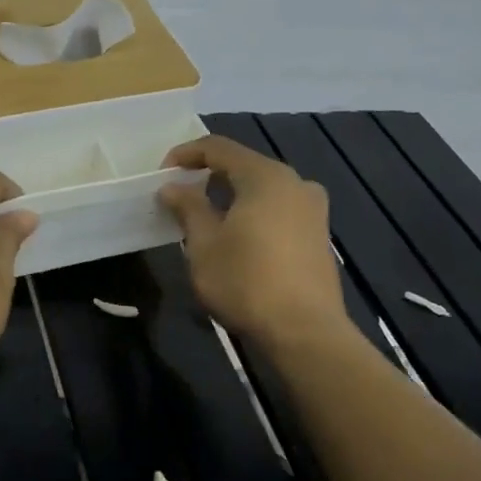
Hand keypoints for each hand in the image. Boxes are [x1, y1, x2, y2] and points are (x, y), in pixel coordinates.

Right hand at [158, 136, 347, 348]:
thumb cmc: (246, 281)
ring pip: (262, 189)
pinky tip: (236, 237)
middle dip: (208, 176)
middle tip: (180, 196)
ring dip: (231, 196)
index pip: (219, 148)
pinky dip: (252, 213)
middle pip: (244, 166)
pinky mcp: (318, 235)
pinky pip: (278, 209)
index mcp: (265, 176)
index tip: (162, 174)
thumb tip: (172, 186)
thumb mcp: (204, 244)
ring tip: (204, 218)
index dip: (186, 155)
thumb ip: (188, 207)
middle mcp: (295, 182)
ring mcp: (312, 209)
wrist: (304, 332)